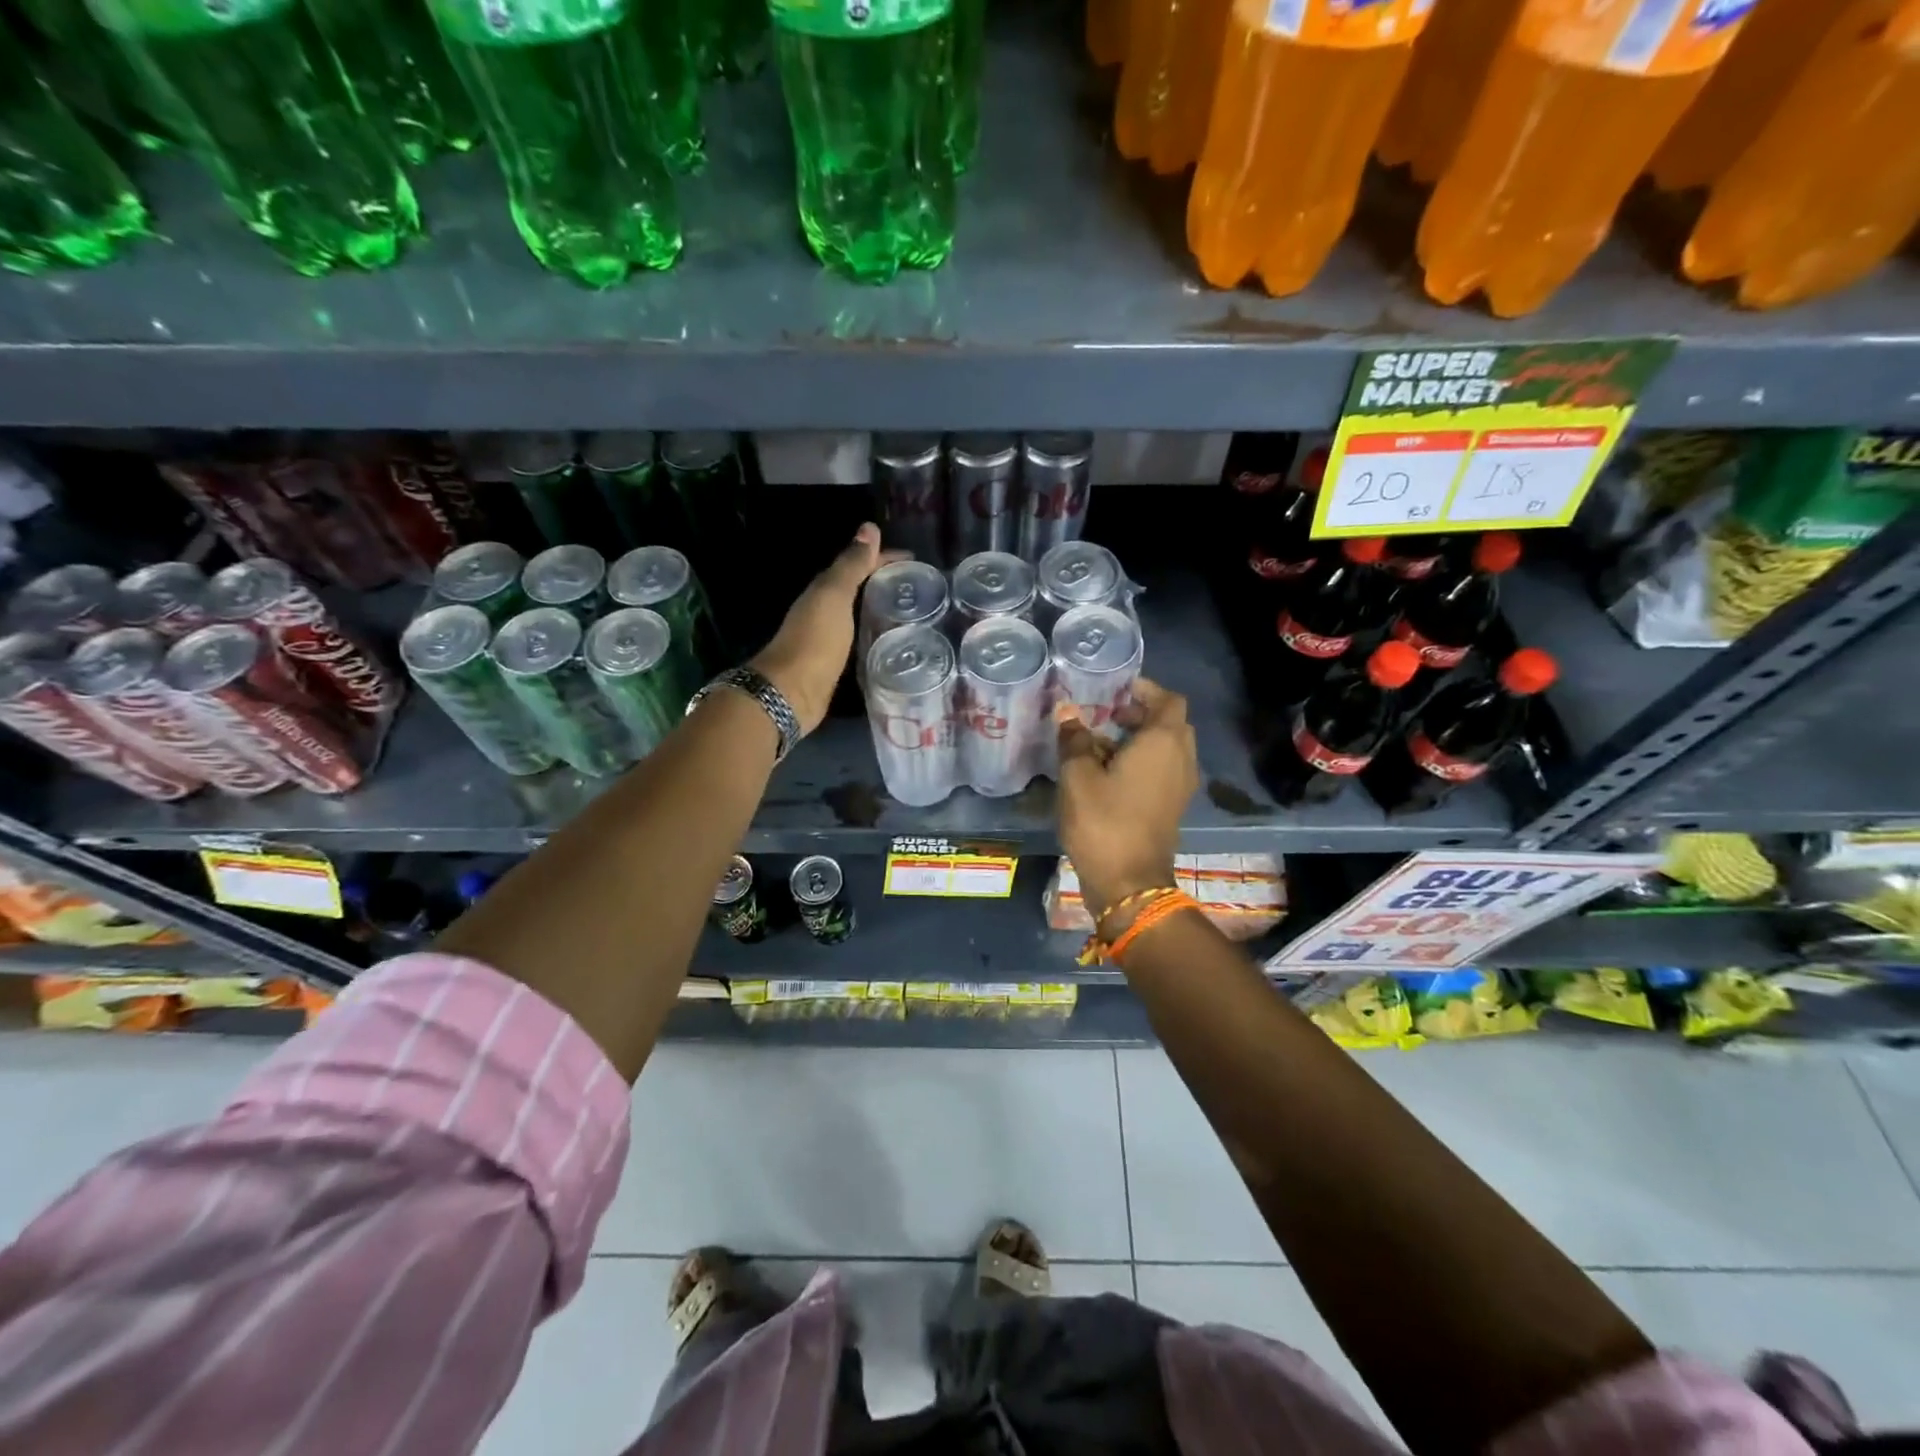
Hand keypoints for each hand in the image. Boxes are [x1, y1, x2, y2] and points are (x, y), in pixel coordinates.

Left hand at [750, 523, 902, 734]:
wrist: (791, 692)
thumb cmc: (814, 640)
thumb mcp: (834, 596)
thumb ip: (851, 565)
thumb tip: (869, 528)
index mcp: (825, 590)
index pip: (860, 564)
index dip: (887, 559)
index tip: (918, 562)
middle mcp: (826, 609)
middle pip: (861, 588)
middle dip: (888, 584)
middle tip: (921, 588)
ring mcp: (831, 637)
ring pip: (862, 614)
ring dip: (884, 609)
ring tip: (916, 614)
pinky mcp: (838, 662)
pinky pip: (863, 639)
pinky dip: (878, 634)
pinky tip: (896, 642)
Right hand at [1056, 677, 1198, 919]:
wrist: (1128, 883)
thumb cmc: (1103, 821)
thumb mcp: (1078, 777)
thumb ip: (1074, 739)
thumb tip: (1068, 711)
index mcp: (1164, 743)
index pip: (1168, 700)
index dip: (1145, 689)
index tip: (1116, 688)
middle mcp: (1181, 759)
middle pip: (1170, 723)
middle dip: (1141, 713)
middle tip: (1106, 711)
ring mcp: (1180, 786)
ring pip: (1166, 749)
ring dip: (1140, 739)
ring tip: (1100, 740)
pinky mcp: (1172, 807)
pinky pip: (1162, 771)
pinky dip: (1142, 762)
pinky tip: (1108, 771)